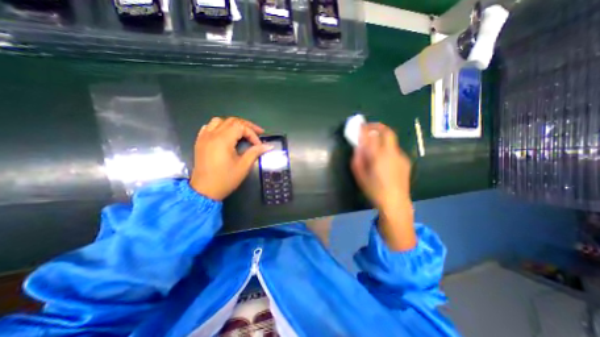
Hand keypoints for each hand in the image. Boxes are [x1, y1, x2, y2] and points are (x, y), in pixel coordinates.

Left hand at [190, 117, 272, 200]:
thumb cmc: (225, 179)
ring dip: (233, 124)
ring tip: (242, 132)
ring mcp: (204, 137)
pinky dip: (220, 127)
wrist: (204, 191)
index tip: (259, 145)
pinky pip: (209, 127)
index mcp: (223, 140)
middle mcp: (212, 134)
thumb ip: (255, 152)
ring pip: (219, 121)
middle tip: (257, 133)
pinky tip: (226, 134)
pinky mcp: (200, 142)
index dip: (252, 134)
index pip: (241, 127)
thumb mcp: (243, 166)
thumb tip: (269, 146)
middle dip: (246, 126)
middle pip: (231, 121)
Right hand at [350, 122, 415, 251]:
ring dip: (382, 139)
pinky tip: (383, 159)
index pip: (371, 135)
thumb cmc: (374, 190)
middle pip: (387, 131)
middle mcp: (392, 152)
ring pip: (391, 141)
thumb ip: (357, 158)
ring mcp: (401, 156)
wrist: (395, 203)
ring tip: (374, 146)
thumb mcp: (360, 175)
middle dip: (377, 126)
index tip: (359, 125)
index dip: (364, 128)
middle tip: (369, 128)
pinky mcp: (405, 161)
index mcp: (379, 156)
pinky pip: (394, 150)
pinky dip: (387, 148)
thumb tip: (357, 147)